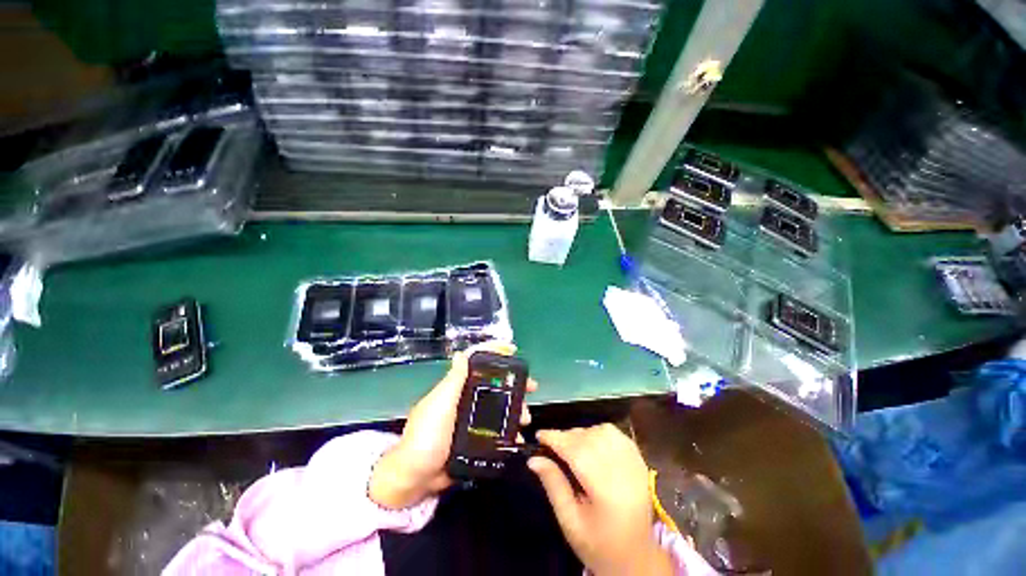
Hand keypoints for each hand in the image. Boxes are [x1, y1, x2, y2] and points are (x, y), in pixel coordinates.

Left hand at [369, 342, 536, 508]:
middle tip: (532, 387)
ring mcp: (470, 419)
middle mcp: (465, 398)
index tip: (513, 350)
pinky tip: (517, 438)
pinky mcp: (474, 438)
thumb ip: (453, 381)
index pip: (475, 361)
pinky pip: (497, 429)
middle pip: (493, 383)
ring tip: (525, 419)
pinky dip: (509, 431)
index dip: (494, 351)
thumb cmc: (425, 437)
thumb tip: (461, 353)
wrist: (414, 479)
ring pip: (498, 406)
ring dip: (515, 408)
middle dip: (514, 383)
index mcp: (456, 387)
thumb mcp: (439, 405)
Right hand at [529, 424, 673, 575]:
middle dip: (567, 436)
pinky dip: (599, 433)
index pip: (577, 453)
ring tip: (571, 446)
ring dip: (583, 433)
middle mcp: (623, 472)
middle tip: (552, 445)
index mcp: (606, 492)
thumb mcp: (570, 522)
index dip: (556, 439)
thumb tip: (533, 459)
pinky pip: (616, 434)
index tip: (539, 435)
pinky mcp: (640, 460)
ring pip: (602, 431)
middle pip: (589, 439)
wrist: (638, 558)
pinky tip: (591, 444)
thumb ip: (553, 485)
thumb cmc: (599, 544)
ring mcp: (635, 464)